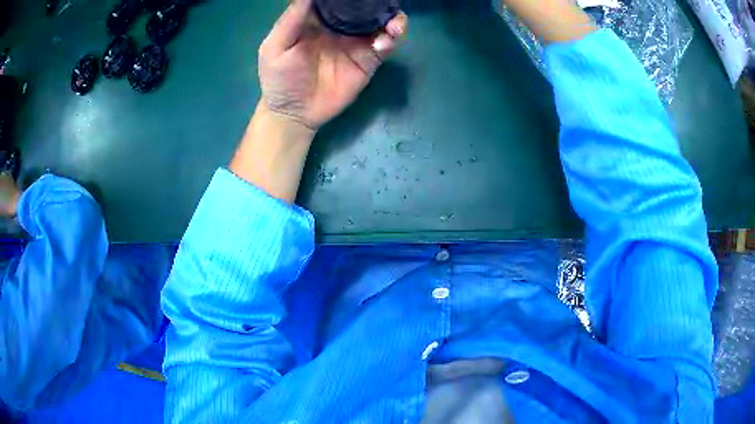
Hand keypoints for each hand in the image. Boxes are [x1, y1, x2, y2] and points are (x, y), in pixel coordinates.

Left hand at [258, 0, 407, 130]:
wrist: (294, 113)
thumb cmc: (279, 79)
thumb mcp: (275, 46)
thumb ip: (292, 18)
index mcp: (319, 19)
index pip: (338, 0)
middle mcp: (341, 26)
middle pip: (365, 8)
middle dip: (378, 4)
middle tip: (385, 3)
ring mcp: (357, 43)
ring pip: (381, 24)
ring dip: (393, 20)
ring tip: (394, 25)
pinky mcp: (368, 61)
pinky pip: (385, 46)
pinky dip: (390, 41)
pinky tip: (383, 43)